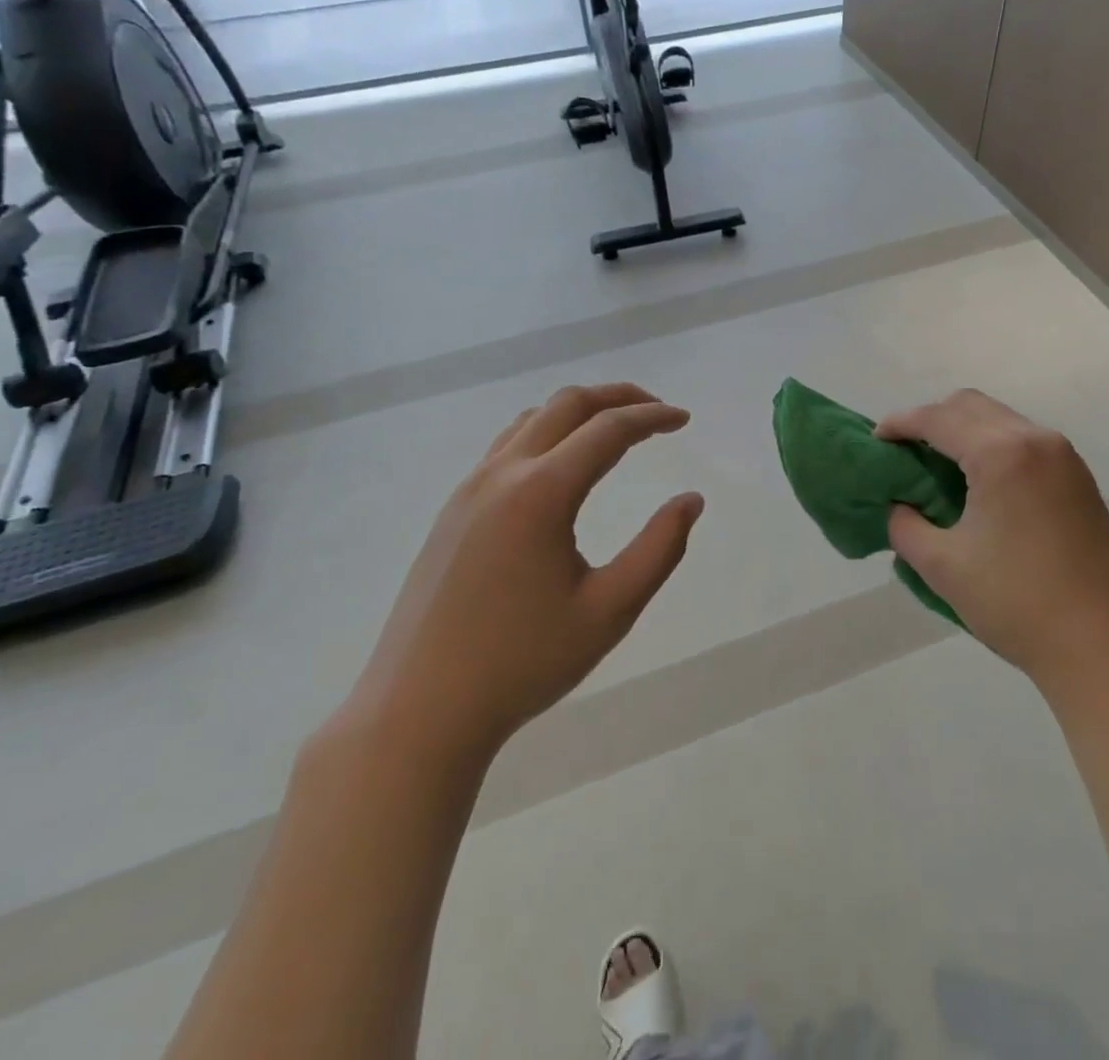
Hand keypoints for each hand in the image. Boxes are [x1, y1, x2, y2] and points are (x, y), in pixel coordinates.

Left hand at [342, 384, 703, 772]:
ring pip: (532, 420)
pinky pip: (507, 445)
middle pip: (567, 404)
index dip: (653, 417)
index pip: (608, 430)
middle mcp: (502, 474)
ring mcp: (469, 489)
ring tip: (616, 429)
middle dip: (618, 397)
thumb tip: (691, 500)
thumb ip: (660, 549)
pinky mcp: (452, 510)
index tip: (684, 420)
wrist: (418, 711)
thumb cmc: (522, 663)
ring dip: (580, 411)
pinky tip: (562, 465)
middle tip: (658, 411)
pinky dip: (547, 433)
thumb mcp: (609, 611)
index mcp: (541, 492)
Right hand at [877, 390, 1108, 697]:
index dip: (899, 423)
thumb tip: (897, 506)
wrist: (1104, 648)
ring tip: (936, 468)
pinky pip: (1023, 441)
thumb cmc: (1016, 604)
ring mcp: (1065, 458)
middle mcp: (1037, 440)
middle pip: (971, 406)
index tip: (874, 440)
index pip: (938, 418)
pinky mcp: (1078, 480)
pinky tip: (978, 484)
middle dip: (931, 419)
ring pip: (1000, 420)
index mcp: (1002, 454)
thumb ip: (904, 525)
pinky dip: (991, 447)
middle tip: (904, 452)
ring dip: (963, 431)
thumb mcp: (942, 566)